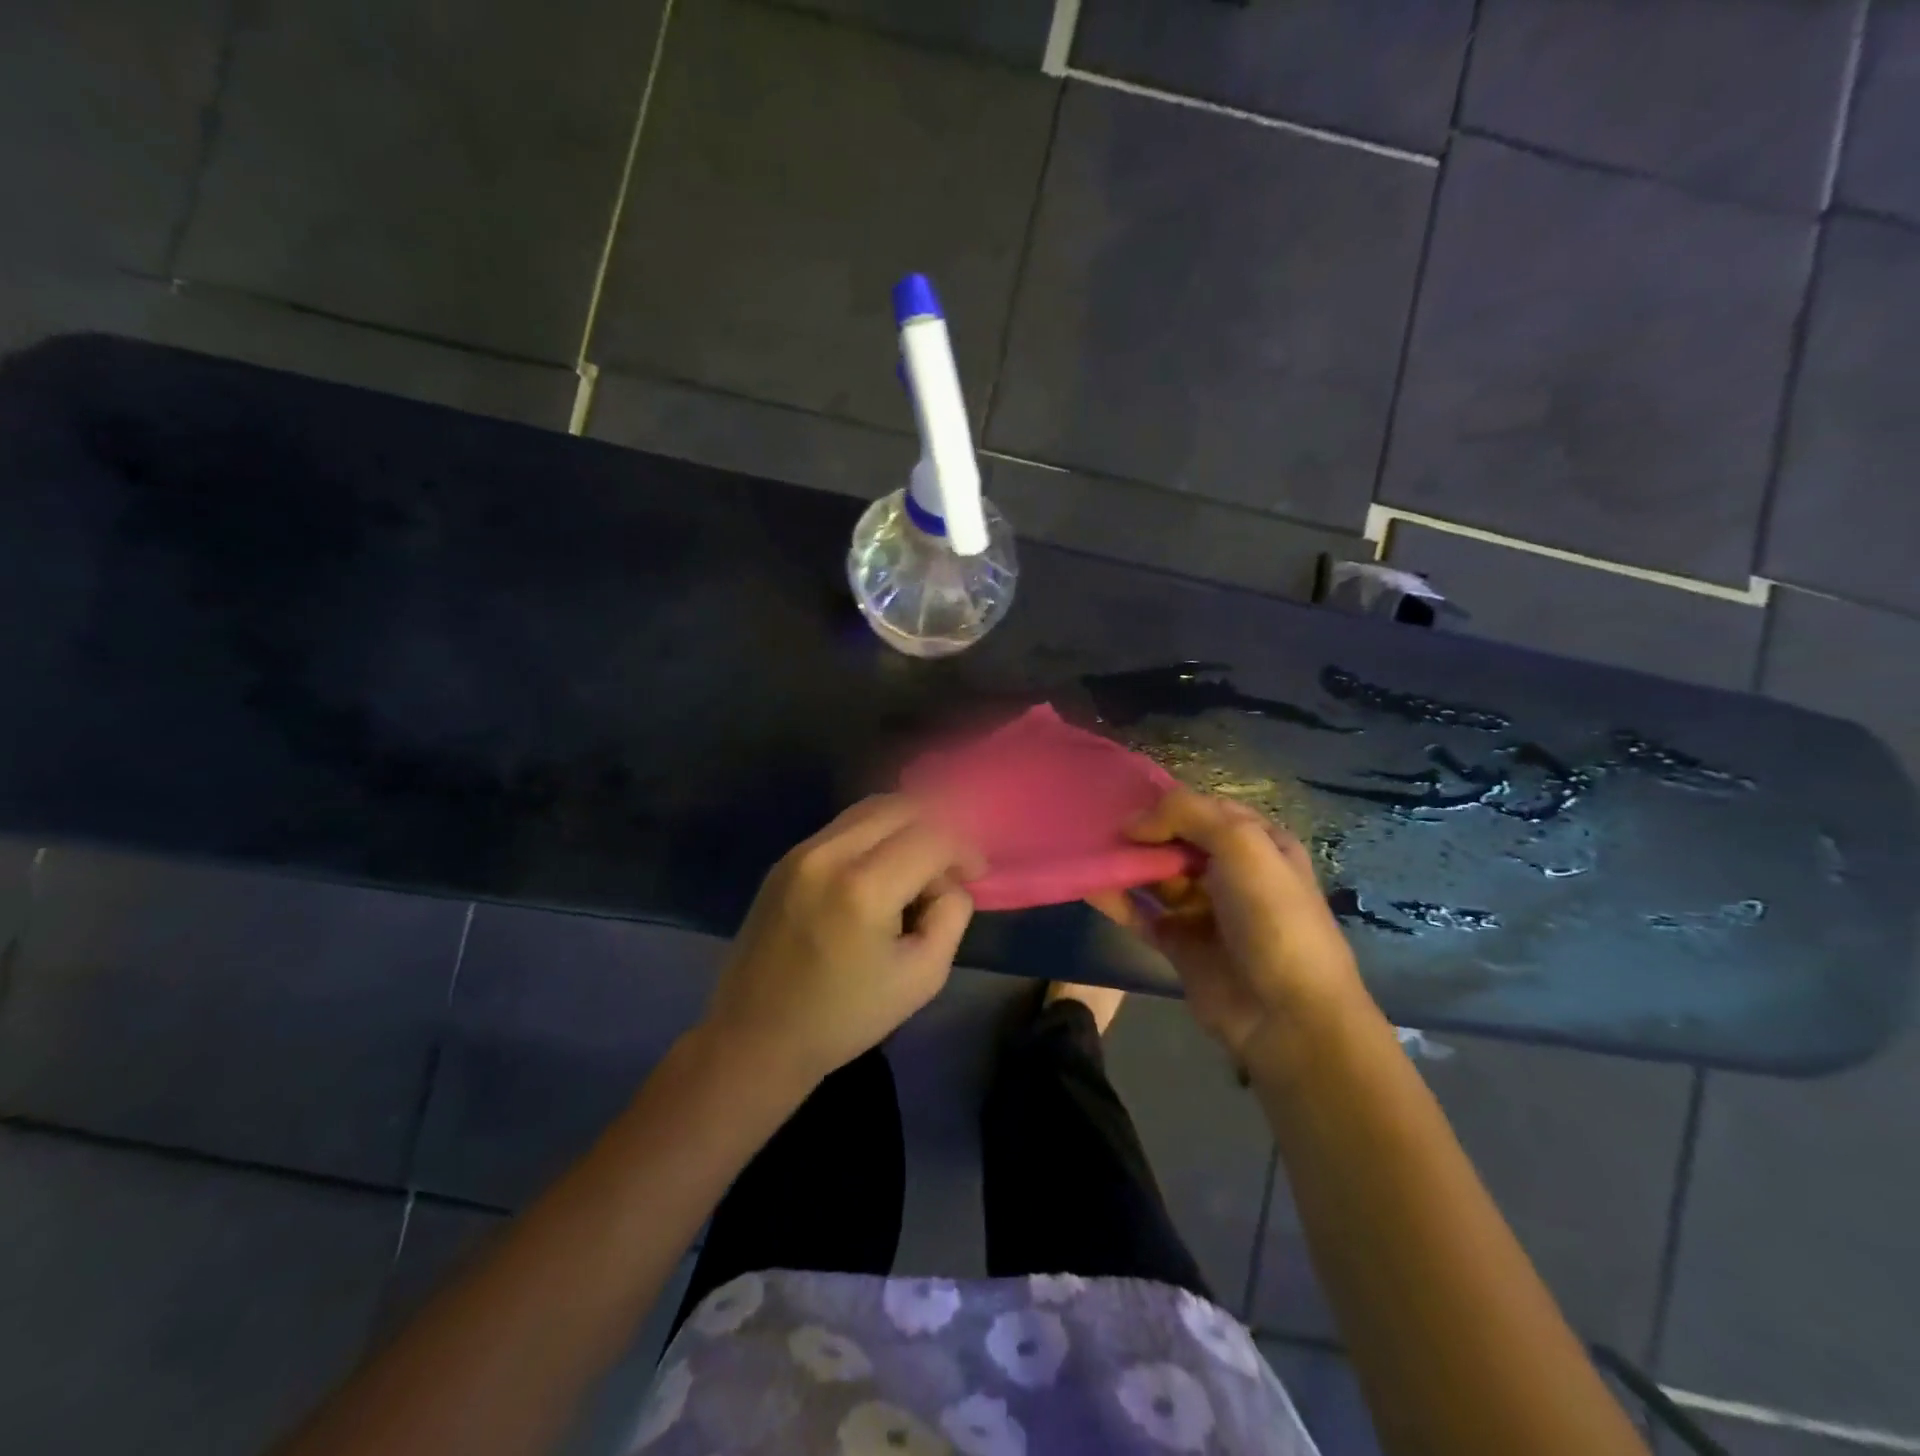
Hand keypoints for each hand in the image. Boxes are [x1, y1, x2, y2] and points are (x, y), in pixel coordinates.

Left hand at [701, 795, 984, 1089]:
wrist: (756, 1037)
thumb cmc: (845, 1016)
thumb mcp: (923, 976)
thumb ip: (951, 915)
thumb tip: (949, 880)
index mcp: (863, 887)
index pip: (933, 835)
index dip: (964, 849)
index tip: (974, 875)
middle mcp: (828, 853)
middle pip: (901, 806)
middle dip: (938, 827)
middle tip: (950, 867)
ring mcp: (801, 851)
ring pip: (871, 808)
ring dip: (906, 827)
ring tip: (918, 868)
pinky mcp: (785, 859)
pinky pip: (844, 826)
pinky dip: (876, 835)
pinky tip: (882, 871)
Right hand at [1089, 789, 1362, 1061]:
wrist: (1286, 1014)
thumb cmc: (1272, 916)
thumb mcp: (1242, 843)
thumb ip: (1186, 814)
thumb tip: (1132, 824)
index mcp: (1260, 843)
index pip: (1207, 810)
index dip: (1170, 805)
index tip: (1129, 805)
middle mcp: (1232, 872)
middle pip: (1177, 841)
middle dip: (1142, 833)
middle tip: (1099, 827)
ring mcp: (1204, 909)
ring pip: (1155, 875)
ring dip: (1125, 863)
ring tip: (1087, 849)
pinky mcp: (1179, 943)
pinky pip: (1140, 913)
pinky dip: (1116, 899)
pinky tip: (1087, 884)